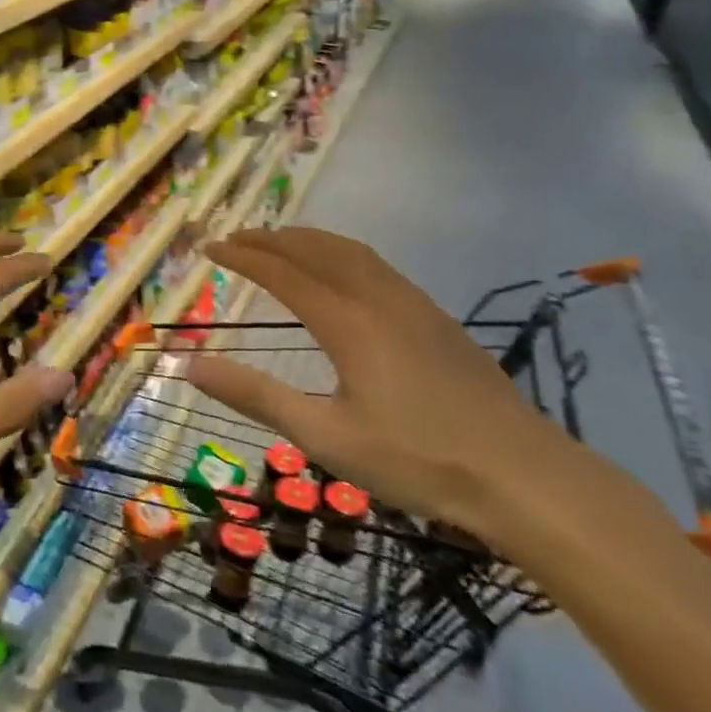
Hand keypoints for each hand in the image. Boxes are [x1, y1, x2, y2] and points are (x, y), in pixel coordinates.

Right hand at [187, 227, 592, 543]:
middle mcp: (378, 297)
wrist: (521, 473)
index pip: (282, 272)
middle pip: (315, 249)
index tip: (209, 247)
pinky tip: (342, 272)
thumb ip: (255, 396)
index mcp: (347, 321)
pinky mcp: (436, 316)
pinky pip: (375, 264)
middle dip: (270, 239)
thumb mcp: (324, 436)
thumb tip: (189, 364)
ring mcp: (412, 302)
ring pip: (350, 251)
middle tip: (235, 238)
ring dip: (308, 240)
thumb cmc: (416, 460)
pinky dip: (341, 252)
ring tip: (279, 242)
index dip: (242, 256)